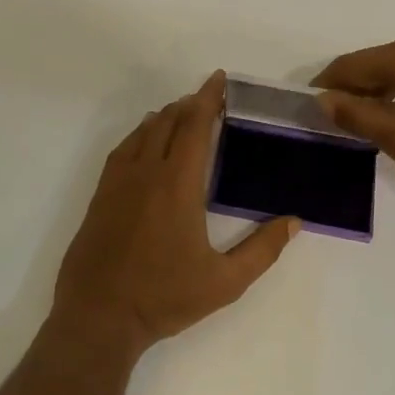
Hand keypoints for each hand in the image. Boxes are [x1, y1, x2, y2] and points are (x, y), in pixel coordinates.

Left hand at [49, 72, 298, 363]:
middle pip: (168, 124)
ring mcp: (117, 184)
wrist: (99, 315)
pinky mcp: (99, 197)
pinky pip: (121, 151)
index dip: (208, 99)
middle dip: (189, 105)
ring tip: (180, 114)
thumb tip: (294, 221)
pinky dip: (138, 136)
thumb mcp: (224, 282)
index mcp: (177, 186)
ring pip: (141, 134)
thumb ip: (262, 250)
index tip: (218, 79)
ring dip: (163, 118)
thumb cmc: (164, 298)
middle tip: (207, 99)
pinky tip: (143, 143)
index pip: (195, 128)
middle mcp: (145, 174)